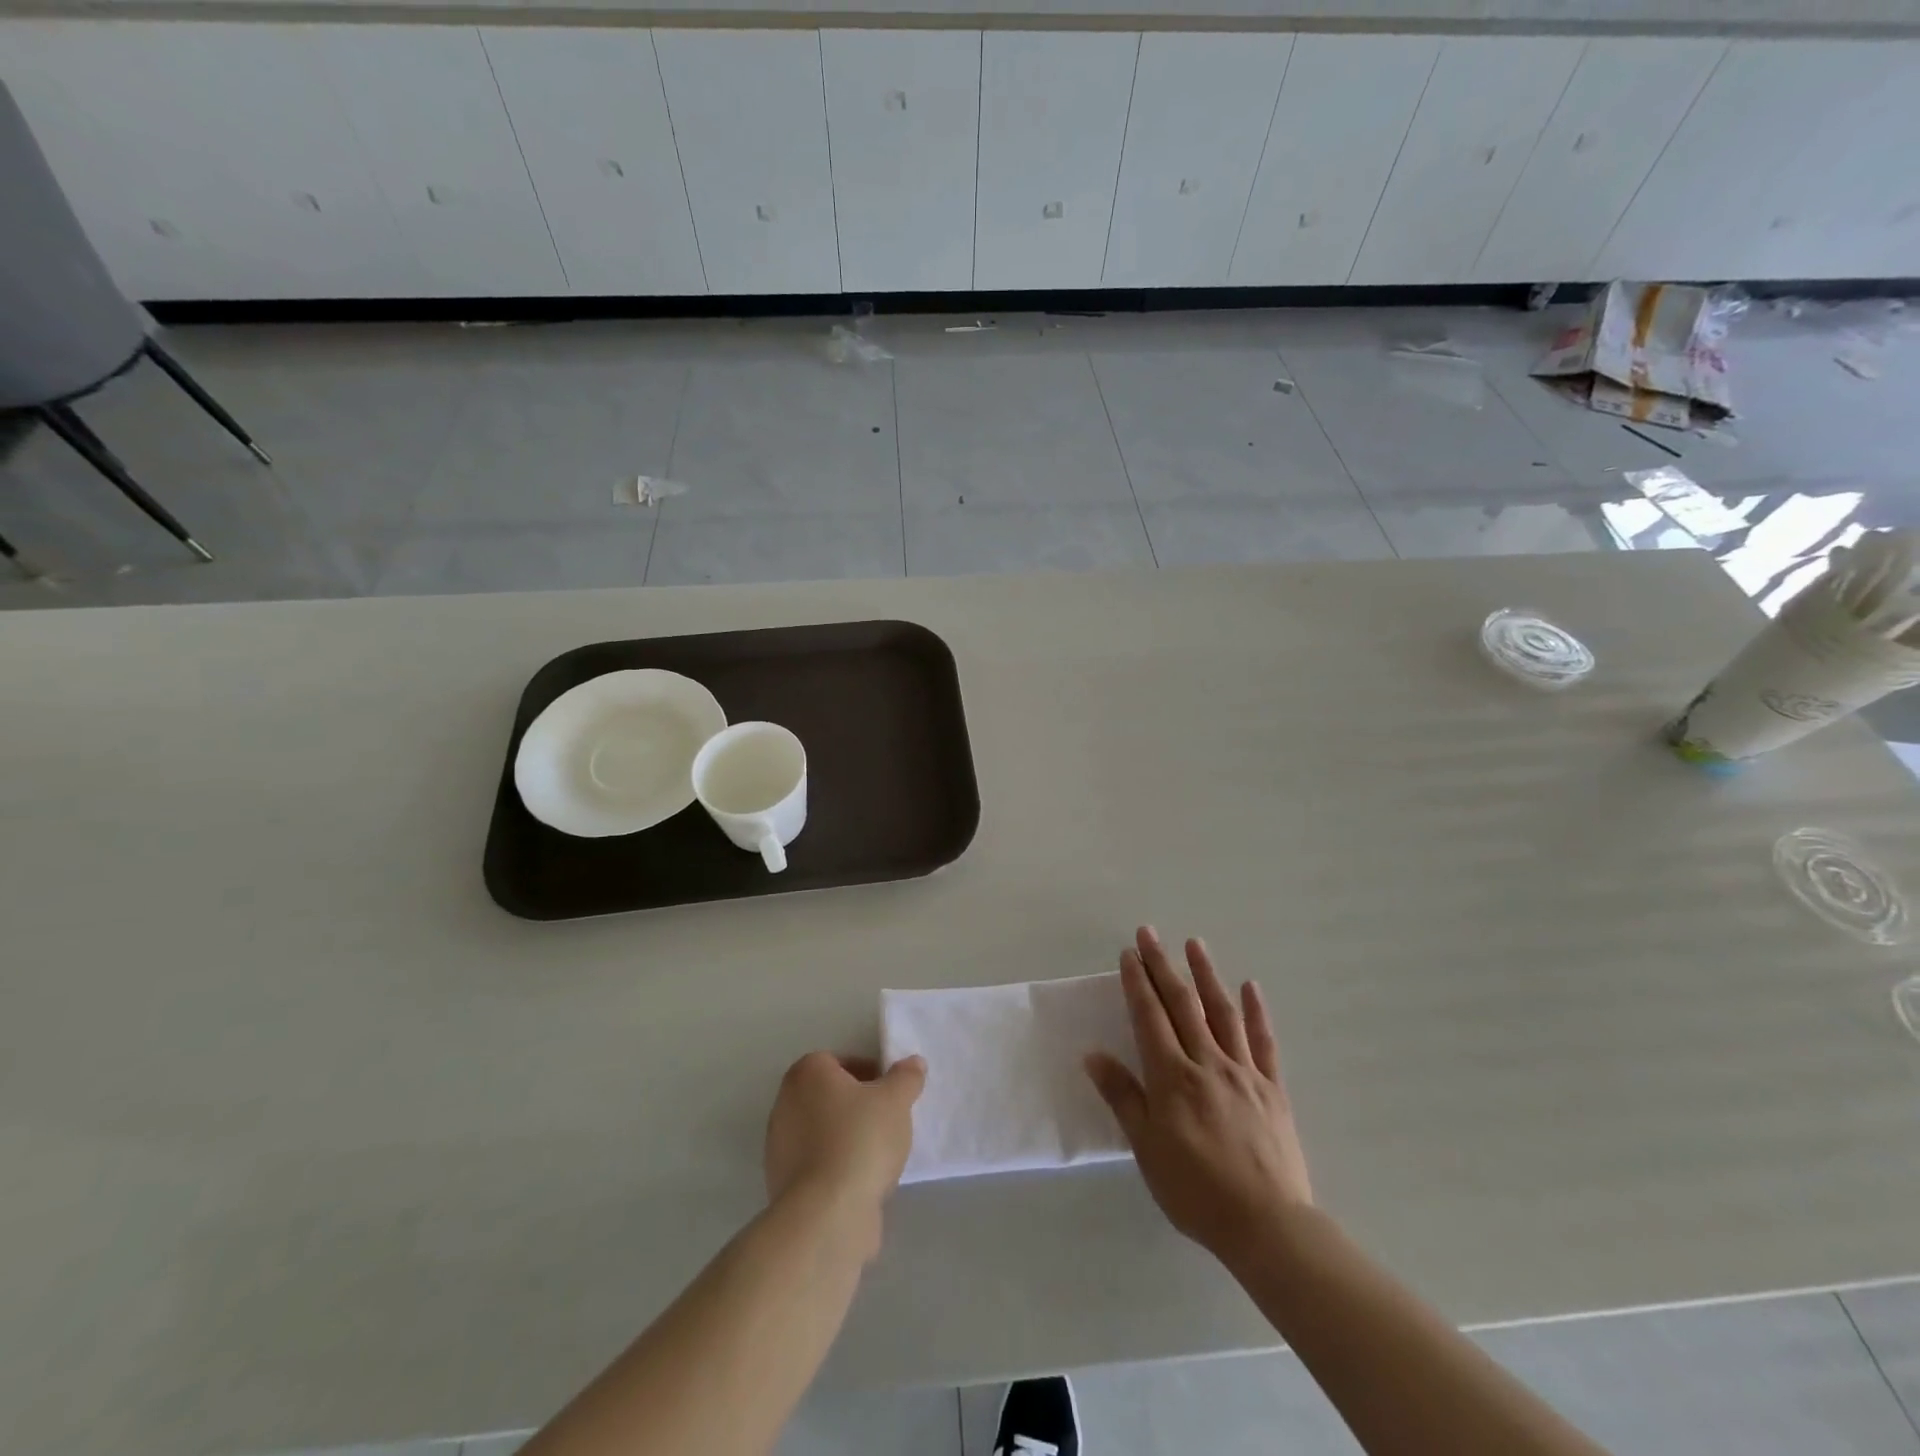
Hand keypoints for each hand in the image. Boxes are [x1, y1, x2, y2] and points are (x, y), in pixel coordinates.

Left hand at [764, 1051, 926, 1215]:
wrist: (827, 1214)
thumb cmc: (860, 1140)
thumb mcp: (896, 1100)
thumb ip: (906, 1077)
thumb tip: (913, 1063)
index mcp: (807, 1073)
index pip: (840, 1061)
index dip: (869, 1073)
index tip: (890, 1094)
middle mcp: (785, 1102)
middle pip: (830, 1096)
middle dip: (858, 1106)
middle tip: (888, 1121)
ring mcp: (779, 1145)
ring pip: (824, 1131)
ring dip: (848, 1138)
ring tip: (878, 1156)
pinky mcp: (782, 1183)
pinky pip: (817, 1163)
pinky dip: (837, 1167)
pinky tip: (861, 1182)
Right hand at [1086, 927, 1312, 1263]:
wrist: (1267, 1226)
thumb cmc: (1196, 1190)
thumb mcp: (1147, 1149)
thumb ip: (1123, 1097)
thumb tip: (1093, 1055)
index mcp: (1172, 1077)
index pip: (1150, 1017)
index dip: (1137, 983)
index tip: (1129, 954)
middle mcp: (1207, 1063)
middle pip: (1182, 1005)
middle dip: (1162, 966)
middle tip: (1149, 933)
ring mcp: (1243, 1072)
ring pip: (1222, 1012)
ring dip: (1206, 975)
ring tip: (1194, 944)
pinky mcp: (1273, 1088)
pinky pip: (1264, 1042)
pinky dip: (1256, 1012)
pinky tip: (1251, 987)